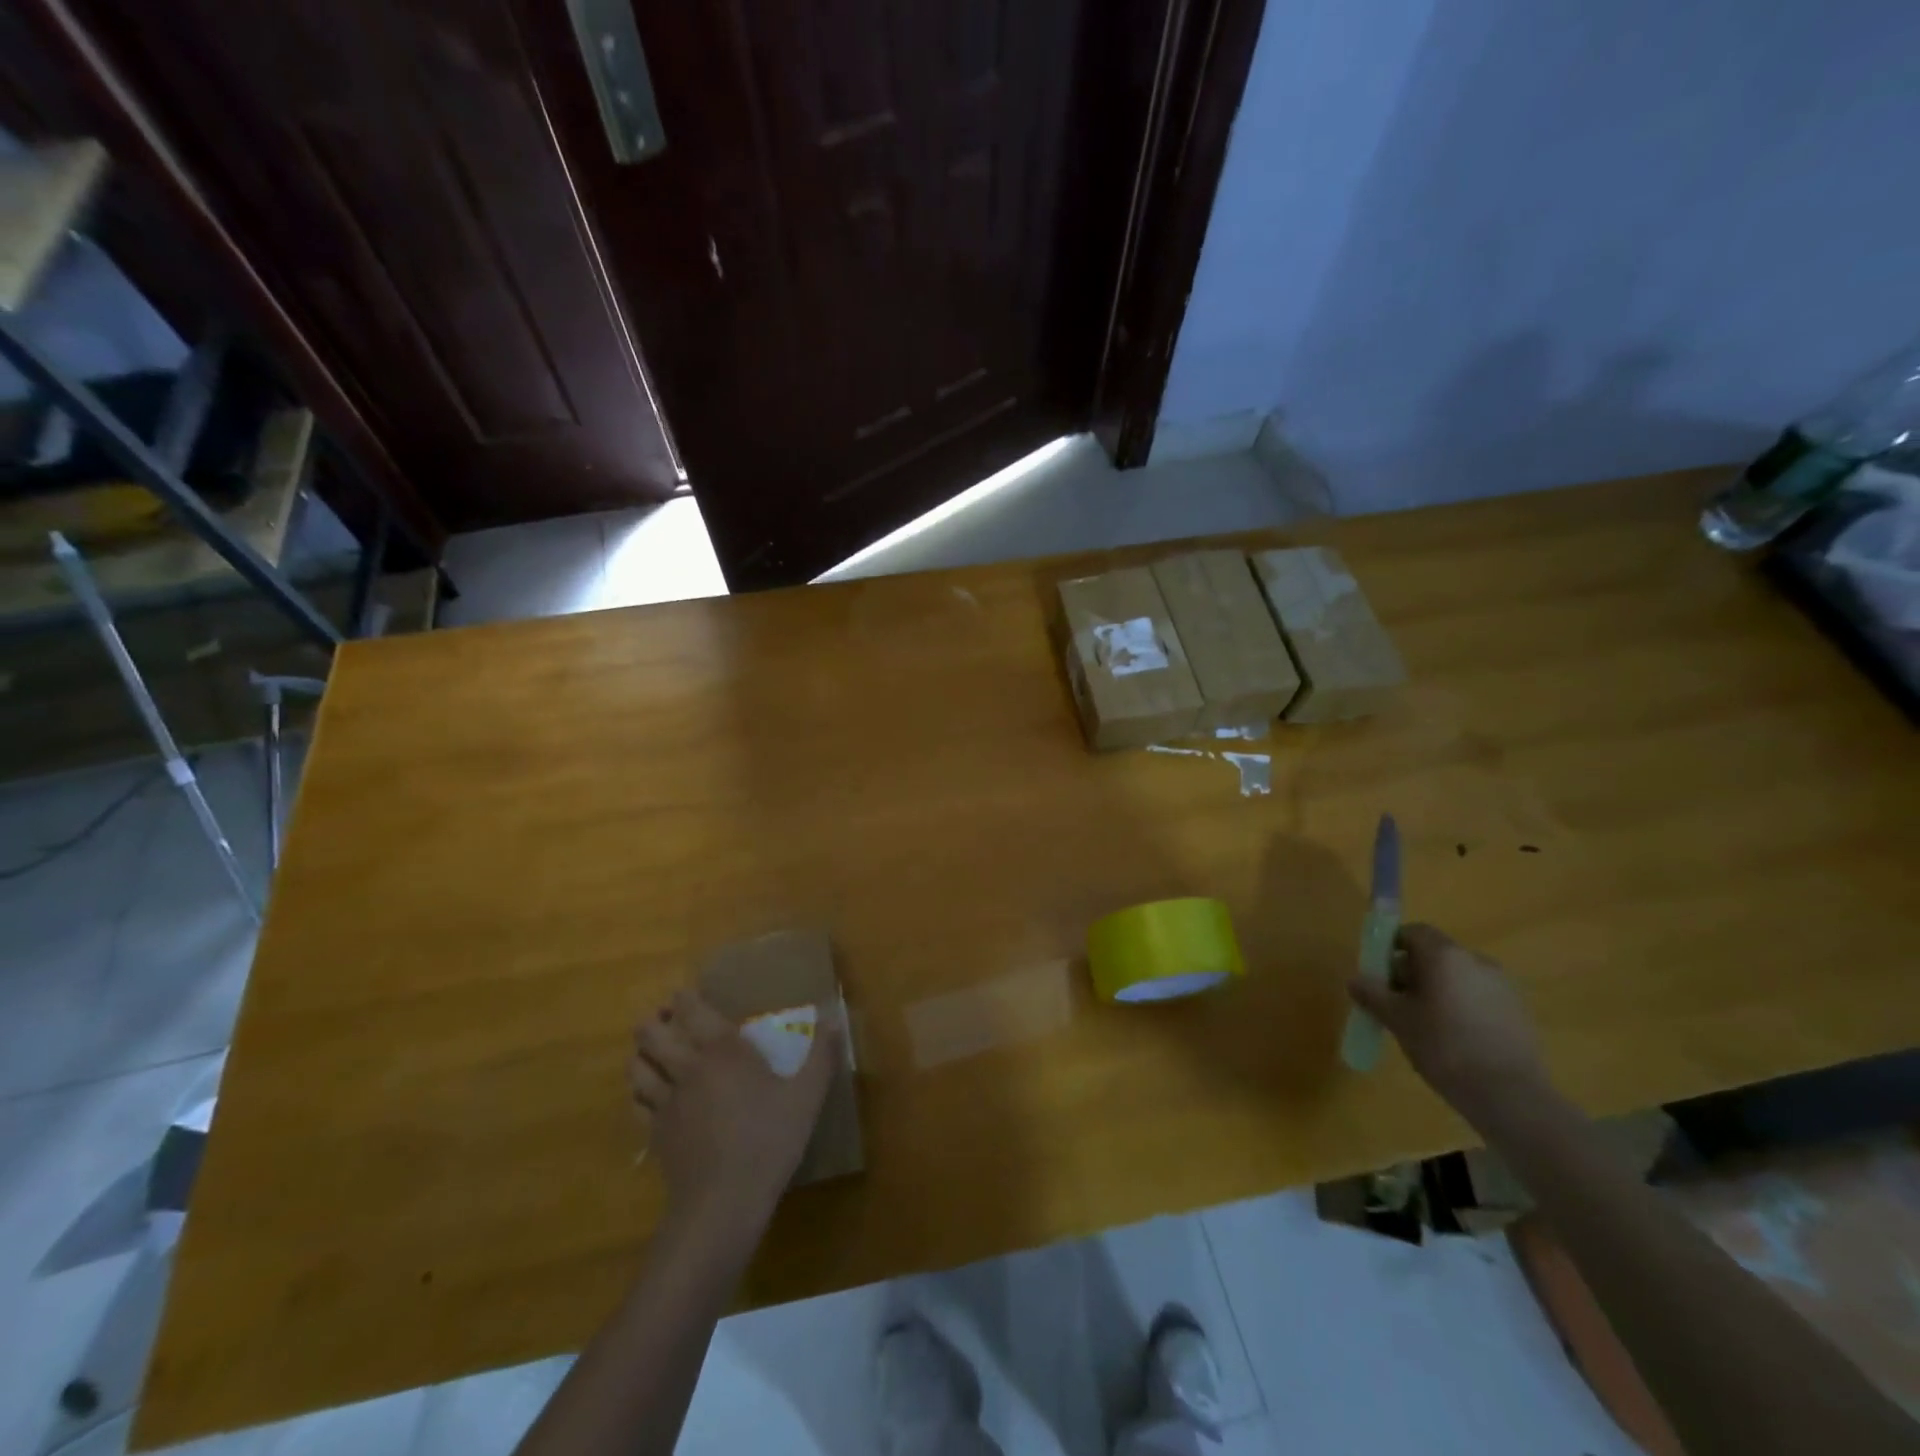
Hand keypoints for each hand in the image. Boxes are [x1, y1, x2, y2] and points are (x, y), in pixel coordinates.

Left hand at [629, 990, 838, 1232]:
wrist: (723, 1202)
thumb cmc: (769, 1140)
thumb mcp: (807, 1096)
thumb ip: (822, 1054)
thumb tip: (834, 1017)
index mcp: (721, 1050)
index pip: (691, 1009)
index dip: (684, 998)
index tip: (686, 994)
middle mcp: (686, 1067)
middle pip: (650, 1033)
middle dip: (653, 1021)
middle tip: (667, 1020)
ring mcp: (665, 1102)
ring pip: (636, 1066)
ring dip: (642, 1054)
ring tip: (654, 1053)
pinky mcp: (655, 1133)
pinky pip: (636, 1102)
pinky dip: (640, 1092)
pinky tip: (652, 1096)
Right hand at [1349, 923, 1550, 1122]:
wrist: (1510, 1095)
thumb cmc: (1444, 1046)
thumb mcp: (1397, 1019)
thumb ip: (1373, 994)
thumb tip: (1355, 979)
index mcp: (1445, 955)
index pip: (1413, 932)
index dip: (1392, 947)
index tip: (1381, 974)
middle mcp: (1476, 960)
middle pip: (1436, 955)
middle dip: (1413, 973)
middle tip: (1398, 1004)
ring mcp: (1503, 986)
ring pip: (1458, 978)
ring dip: (1439, 991)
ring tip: (1427, 1026)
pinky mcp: (1520, 1012)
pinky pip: (1480, 998)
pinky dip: (1463, 1008)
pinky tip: (1456, 1040)